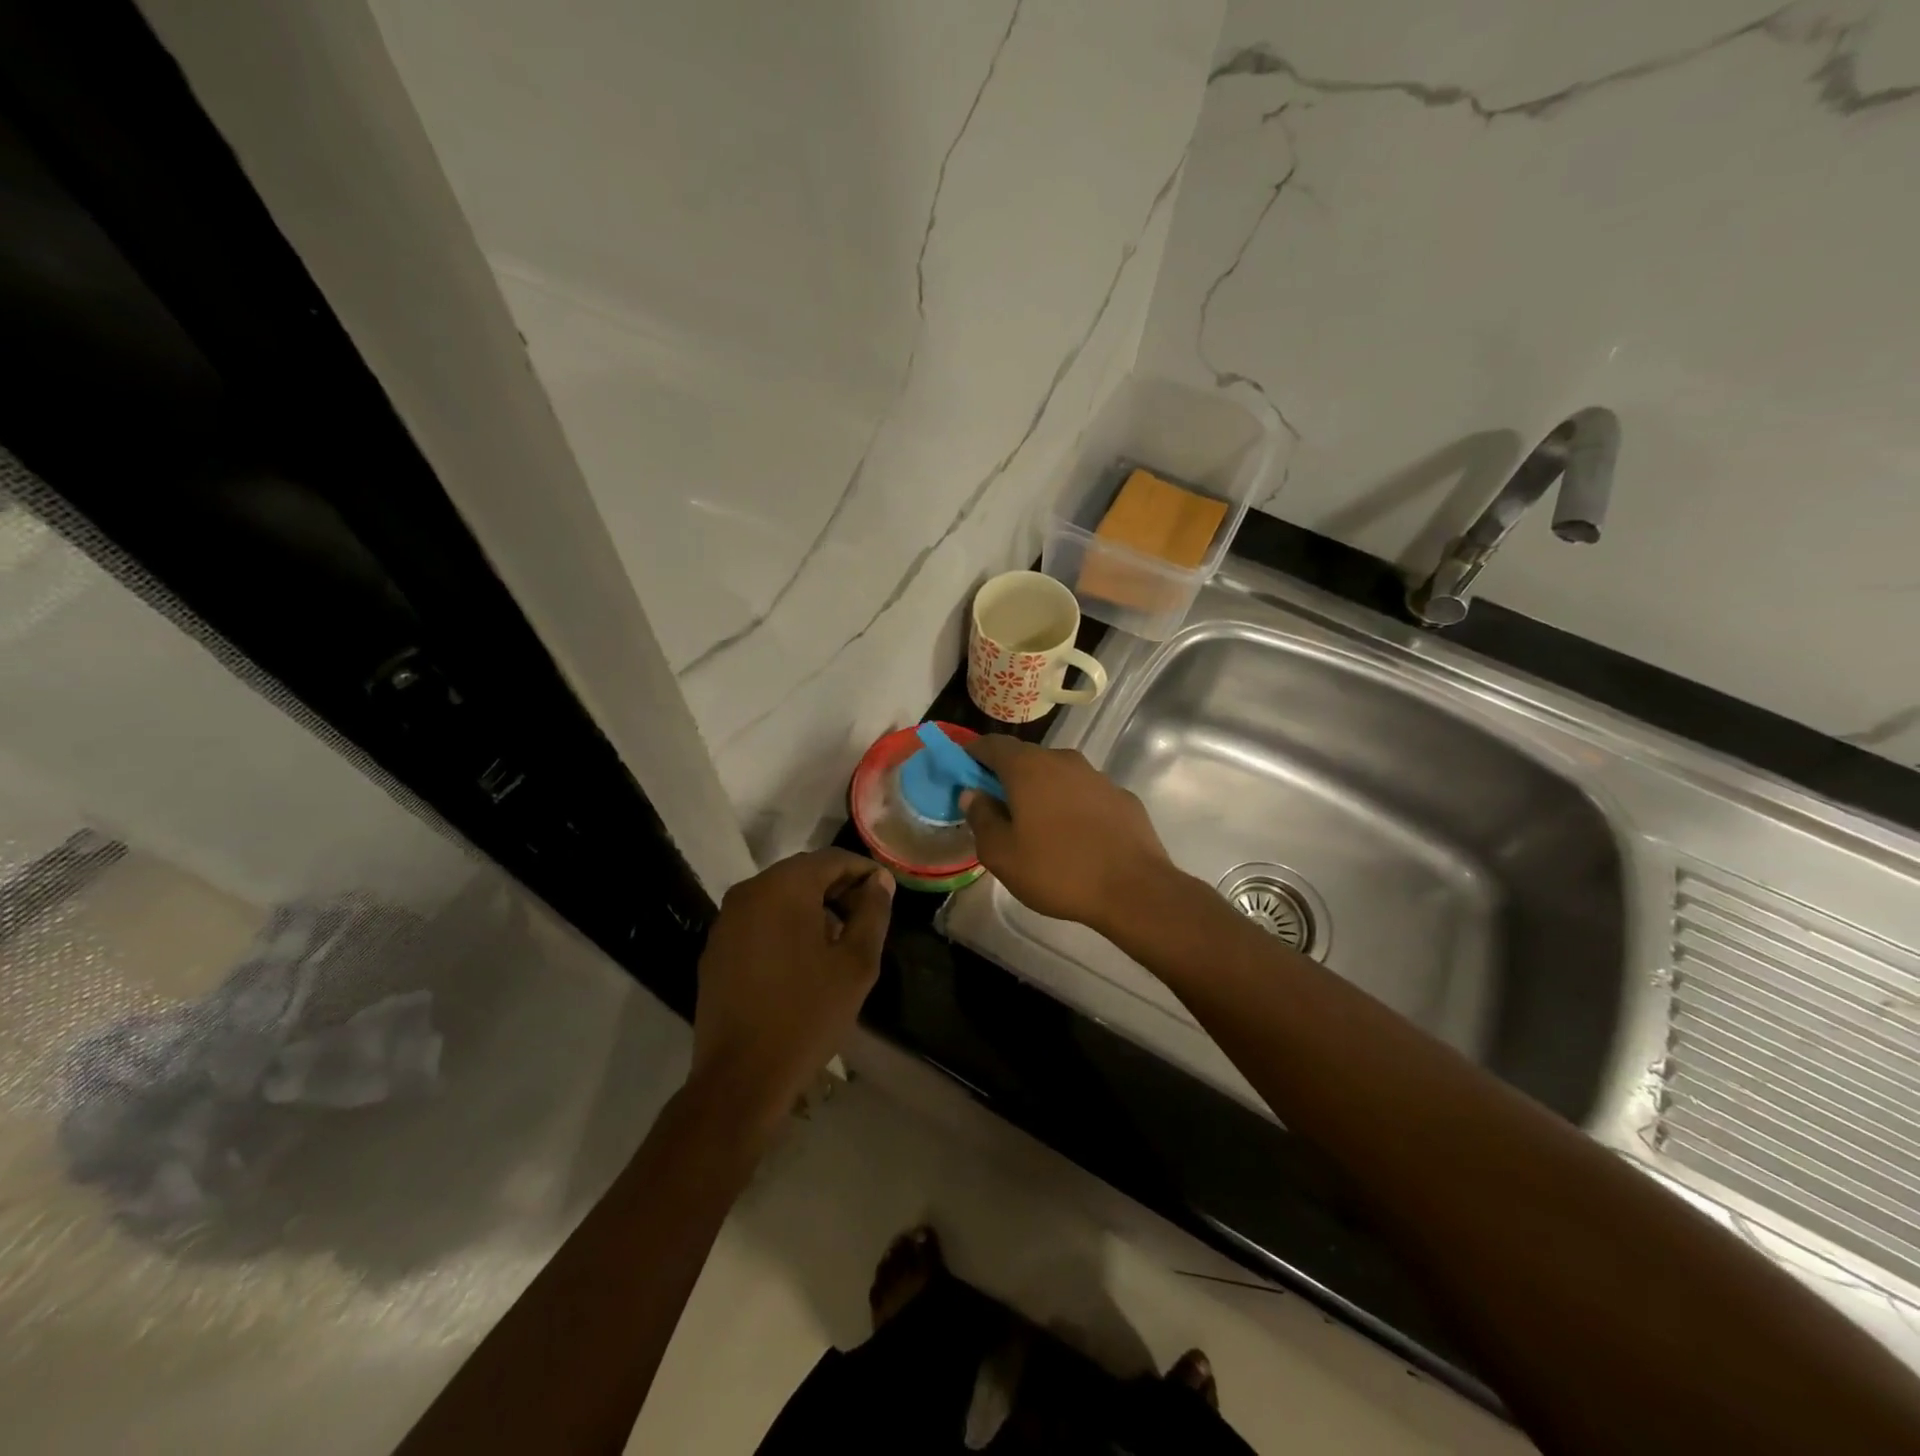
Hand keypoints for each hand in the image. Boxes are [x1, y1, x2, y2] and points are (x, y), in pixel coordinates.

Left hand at [690, 849, 893, 1139]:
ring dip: (812, 907)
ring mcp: (727, 920)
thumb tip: (879, 881)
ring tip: (839, 940)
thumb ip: (872, 913)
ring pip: (779, 895)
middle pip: (803, 873)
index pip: (831, 859)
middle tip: (866, 917)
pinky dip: (785, 924)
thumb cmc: (807, 1015)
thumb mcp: (856, 964)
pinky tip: (803, 959)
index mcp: (783, 888)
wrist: (741, 1077)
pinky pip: (759, 919)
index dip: (863, 871)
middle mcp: (749, 892)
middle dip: (838, 888)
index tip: (885, 893)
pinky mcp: (716, 947)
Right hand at [962, 736, 1171, 931]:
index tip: (962, 773)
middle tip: (996, 808)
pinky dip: (1072, 806)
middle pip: (1026, 758)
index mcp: (1028, 768)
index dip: (972, 755)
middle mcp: (1063, 760)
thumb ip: (981, 818)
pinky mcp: (1122, 796)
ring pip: (1058, 775)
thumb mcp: (1002, 854)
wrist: (1134, 889)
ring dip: (1042, 792)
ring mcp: (1097, 776)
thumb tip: (972, 794)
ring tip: (1037, 827)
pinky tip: (1075, 837)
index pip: (992, 744)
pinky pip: (1085, 794)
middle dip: (1007, 777)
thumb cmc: (1058, 870)